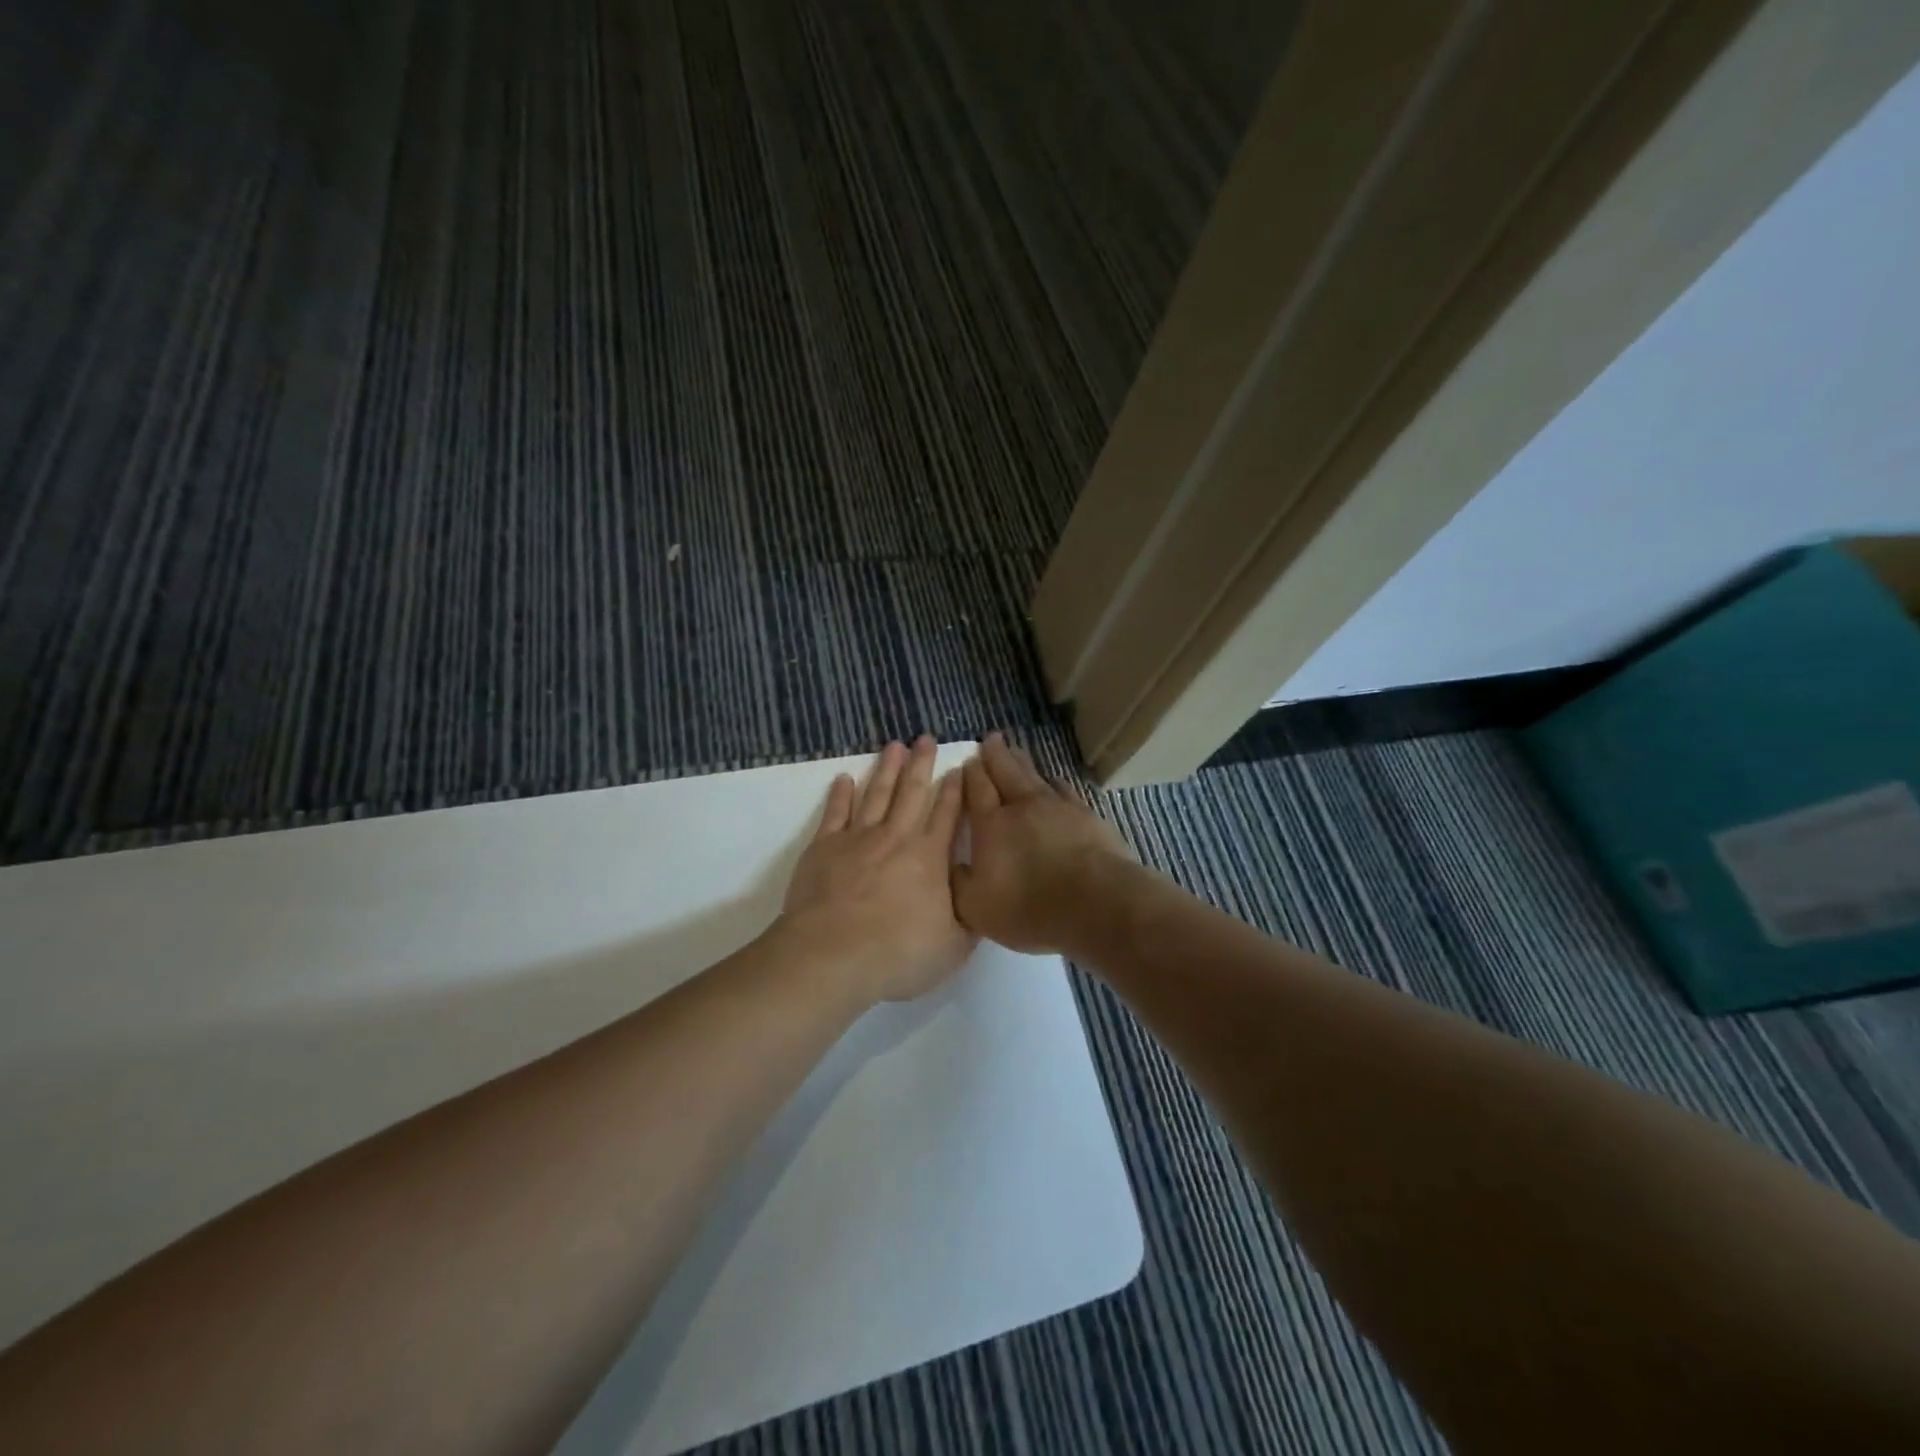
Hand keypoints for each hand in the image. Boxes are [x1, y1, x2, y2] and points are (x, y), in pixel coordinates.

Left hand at [778, 736, 975, 1004]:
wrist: (831, 956)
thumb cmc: (898, 954)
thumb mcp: (954, 946)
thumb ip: (970, 917)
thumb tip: (979, 893)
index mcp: (930, 857)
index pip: (948, 814)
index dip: (956, 789)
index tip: (960, 767)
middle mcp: (897, 838)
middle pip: (912, 792)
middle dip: (921, 764)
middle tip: (925, 738)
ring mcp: (857, 838)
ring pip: (876, 793)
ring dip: (886, 768)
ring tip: (894, 745)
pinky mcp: (824, 847)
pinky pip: (835, 813)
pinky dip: (840, 794)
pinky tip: (845, 778)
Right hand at [951, 732, 1136, 953]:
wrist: (1094, 903)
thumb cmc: (1027, 907)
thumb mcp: (975, 907)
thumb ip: (958, 883)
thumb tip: (952, 866)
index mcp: (991, 825)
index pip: (976, 789)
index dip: (970, 773)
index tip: (967, 760)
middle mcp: (1021, 807)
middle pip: (1005, 771)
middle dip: (995, 754)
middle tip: (990, 739)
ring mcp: (1057, 808)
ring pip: (1034, 775)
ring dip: (1022, 761)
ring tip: (1015, 750)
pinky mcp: (1085, 816)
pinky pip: (1065, 790)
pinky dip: (1056, 782)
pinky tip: (1055, 781)